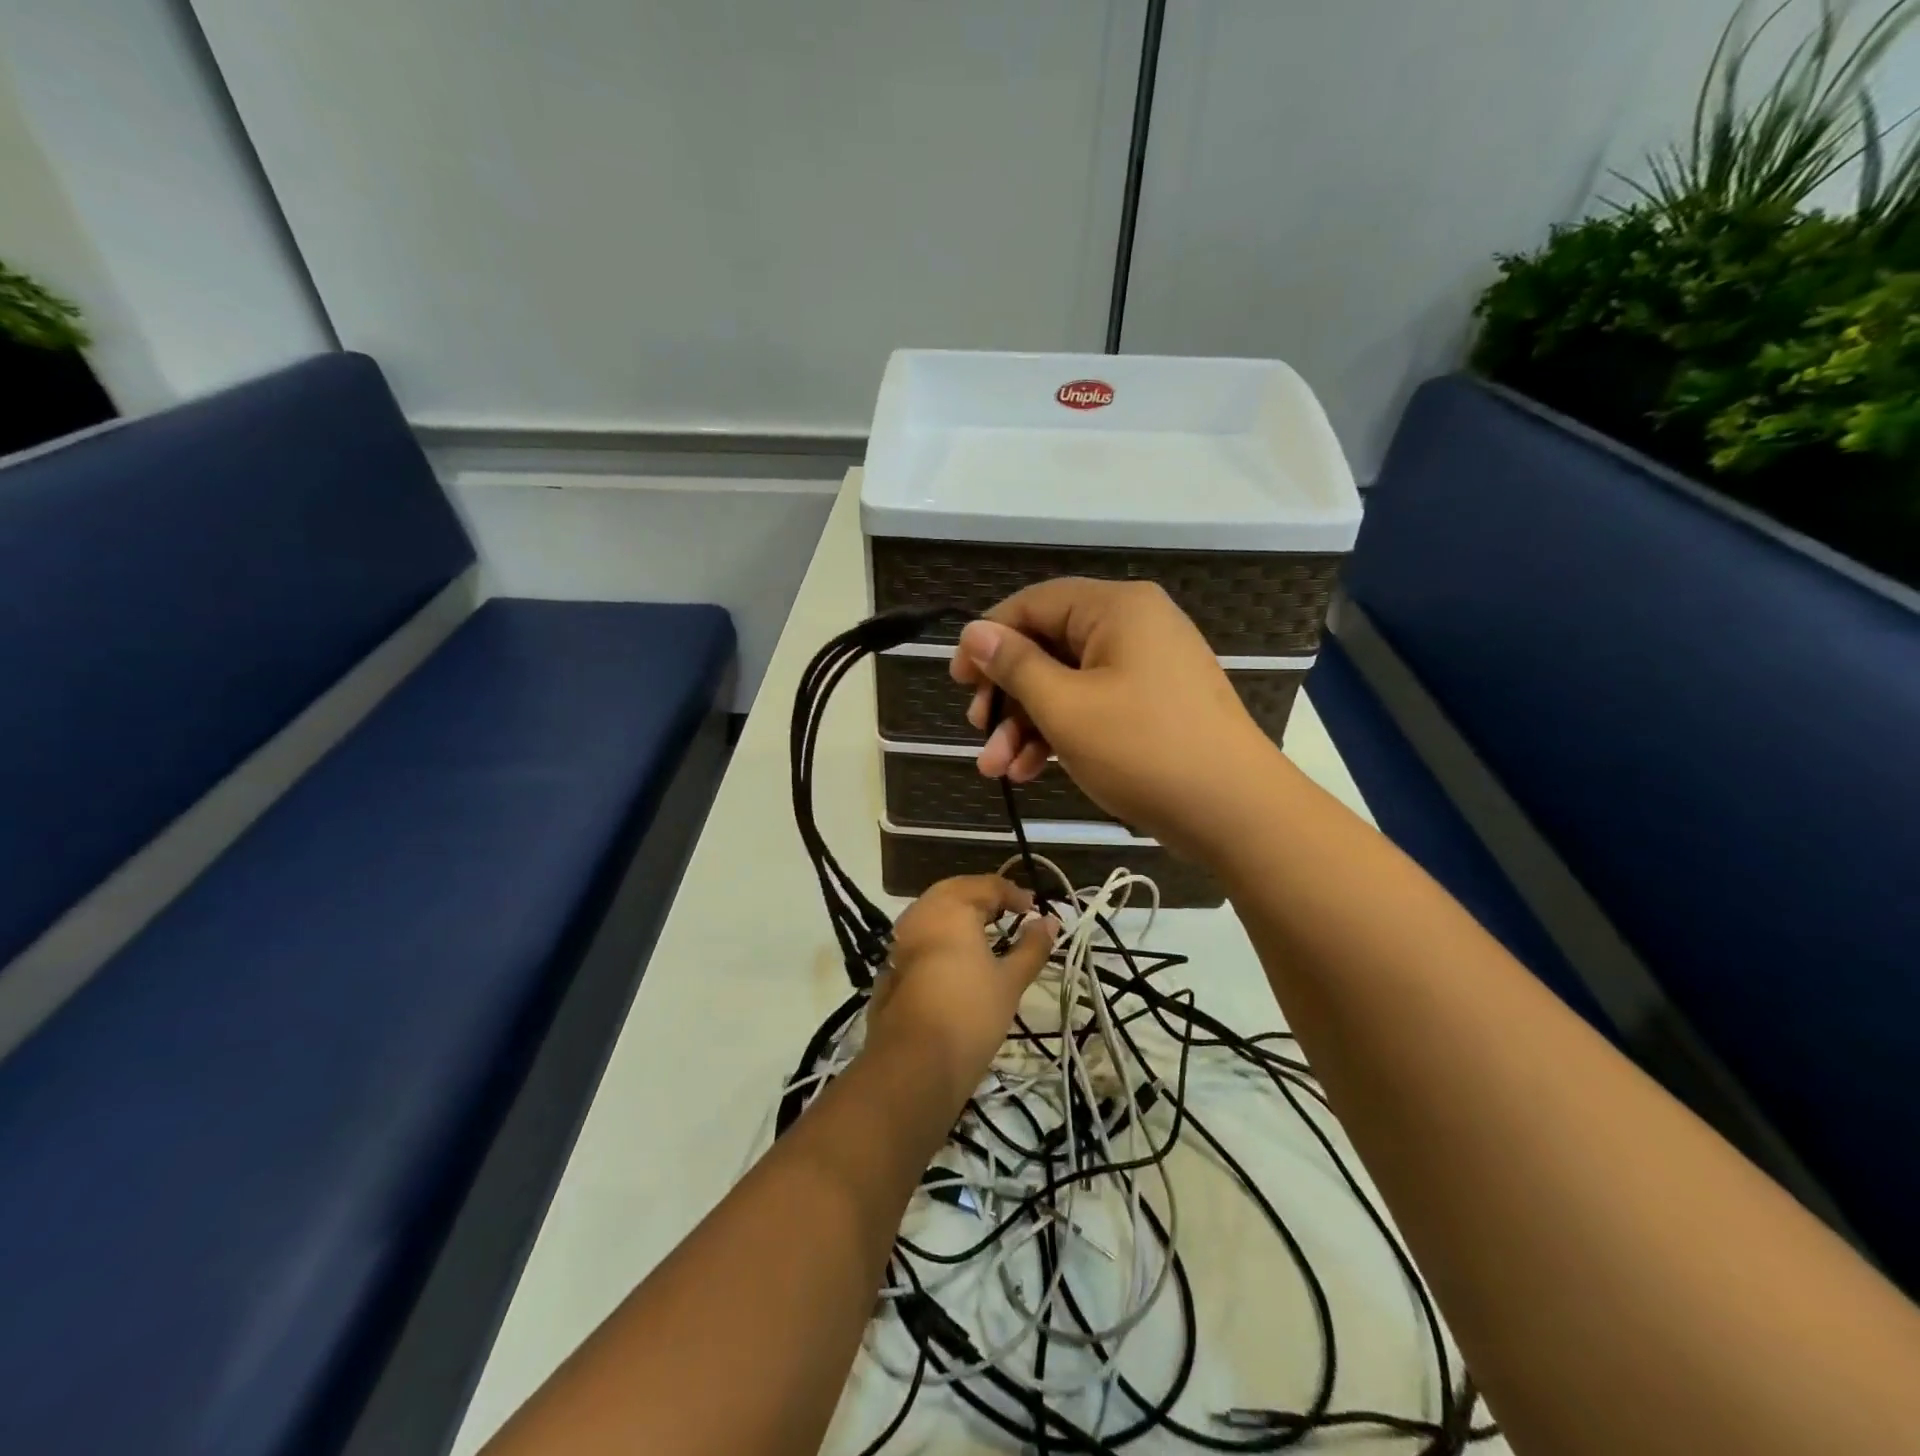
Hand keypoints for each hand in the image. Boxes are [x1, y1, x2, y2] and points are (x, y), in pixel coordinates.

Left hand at [867, 876, 1056, 1104]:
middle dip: (984, 898)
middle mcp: (922, 912)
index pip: (987, 885)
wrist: (914, 1062)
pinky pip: (921, 935)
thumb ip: (1032, 947)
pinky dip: (942, 935)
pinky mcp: (891, 964)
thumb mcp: (1010, 980)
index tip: (1034, 912)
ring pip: (935, 911)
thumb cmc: (970, 1013)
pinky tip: (957, 958)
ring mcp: (902, 938)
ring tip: (987, 934)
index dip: (1013, 894)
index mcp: (952, 907)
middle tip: (1009, 915)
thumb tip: (1050, 921)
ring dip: (961, 915)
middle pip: (956, 891)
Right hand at [949, 578, 1284, 860]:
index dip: (988, 639)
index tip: (958, 681)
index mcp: (1116, 608)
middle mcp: (1133, 626)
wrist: (1234, 812)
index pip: (1034, 603)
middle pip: (1048, 646)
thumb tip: (974, 633)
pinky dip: (1060, 733)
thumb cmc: (1143, 749)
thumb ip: (1015, 665)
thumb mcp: (1065, 707)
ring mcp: (1145, 667)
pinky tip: (1030, 771)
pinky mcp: (1151, 705)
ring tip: (996, 769)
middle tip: (978, 730)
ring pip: (1066, 683)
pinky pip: (1092, 705)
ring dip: (1026, 724)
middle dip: (1006, 695)